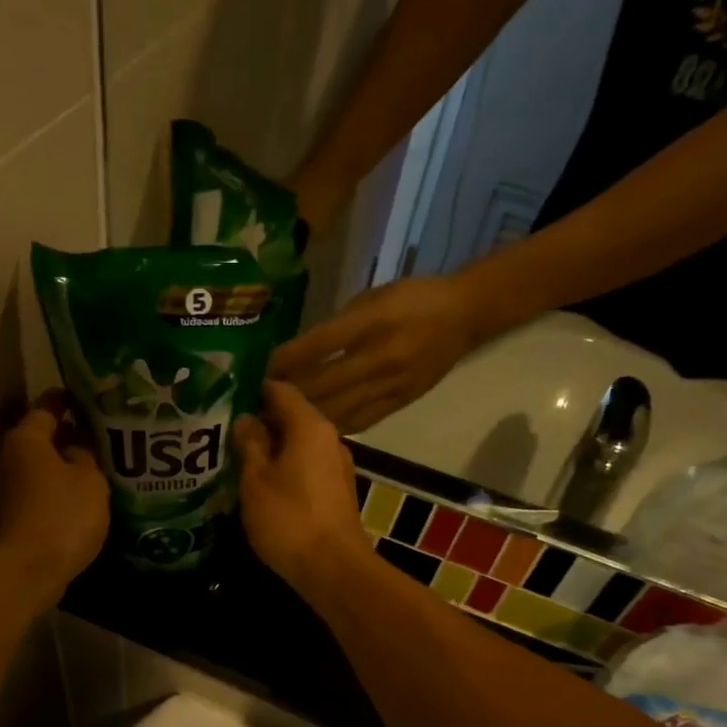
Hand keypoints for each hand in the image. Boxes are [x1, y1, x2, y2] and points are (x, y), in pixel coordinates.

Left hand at [0, 390, 109, 599]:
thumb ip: (85, 455)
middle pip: (39, 440)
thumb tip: (76, 447)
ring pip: (37, 470)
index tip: (86, 398)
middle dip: (65, 437)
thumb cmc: (62, 514)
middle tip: (98, 438)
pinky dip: (55, 494)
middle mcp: (7, 459)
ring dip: (60, 469)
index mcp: (26, 439)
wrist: (28, 571)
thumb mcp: (90, 479)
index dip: (67, 400)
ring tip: (94, 471)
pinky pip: (37, 495)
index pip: (46, 407)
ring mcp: (3, 492)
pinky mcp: (9, 520)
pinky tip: (79, 501)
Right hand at [233, 381, 374, 592]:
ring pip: (297, 444)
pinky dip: (283, 468)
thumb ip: (248, 444)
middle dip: (257, 422)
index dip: (250, 390)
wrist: (333, 568)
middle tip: (221, 431)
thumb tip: (244, 418)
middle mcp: (328, 438)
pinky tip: (260, 484)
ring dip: (269, 449)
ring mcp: (336, 466)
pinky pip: (305, 467)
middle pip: (289, 417)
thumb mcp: (256, 480)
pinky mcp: (336, 491)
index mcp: (309, 426)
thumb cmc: (289, 519)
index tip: (222, 398)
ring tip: (234, 458)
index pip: (279, 390)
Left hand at [266, 274, 481, 431]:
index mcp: (370, 322)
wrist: (464, 316)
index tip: (261, 371)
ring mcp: (390, 384)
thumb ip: (334, 326)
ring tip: (280, 419)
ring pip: (337, 409)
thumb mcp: (370, 298)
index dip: (284, 362)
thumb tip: (296, 354)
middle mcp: (378, 357)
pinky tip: (313, 428)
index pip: (315, 347)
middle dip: (288, 394)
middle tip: (262, 401)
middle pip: (321, 385)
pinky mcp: (399, 403)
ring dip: (305, 416)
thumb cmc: (411, 299)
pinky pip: (358, 421)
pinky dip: (332, 425)